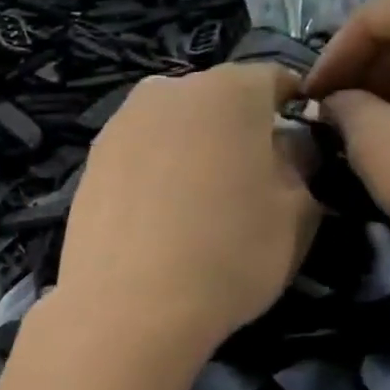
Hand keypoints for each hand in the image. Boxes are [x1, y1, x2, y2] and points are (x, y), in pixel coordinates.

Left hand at [56, 63, 320, 361]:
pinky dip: (152, 176)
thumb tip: (285, 147)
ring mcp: (119, 126)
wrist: (126, 306)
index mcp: (228, 87)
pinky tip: (155, 220)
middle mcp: (166, 91)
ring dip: (189, 152)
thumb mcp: (299, 212)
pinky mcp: (89, 163)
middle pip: (215, 102)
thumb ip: (300, 163)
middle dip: (235, 132)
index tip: (297, 154)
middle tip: (246, 184)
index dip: (291, 115)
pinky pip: (137, 158)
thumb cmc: (228, 255)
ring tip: (195, 207)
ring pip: (171, 129)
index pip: (274, 83)